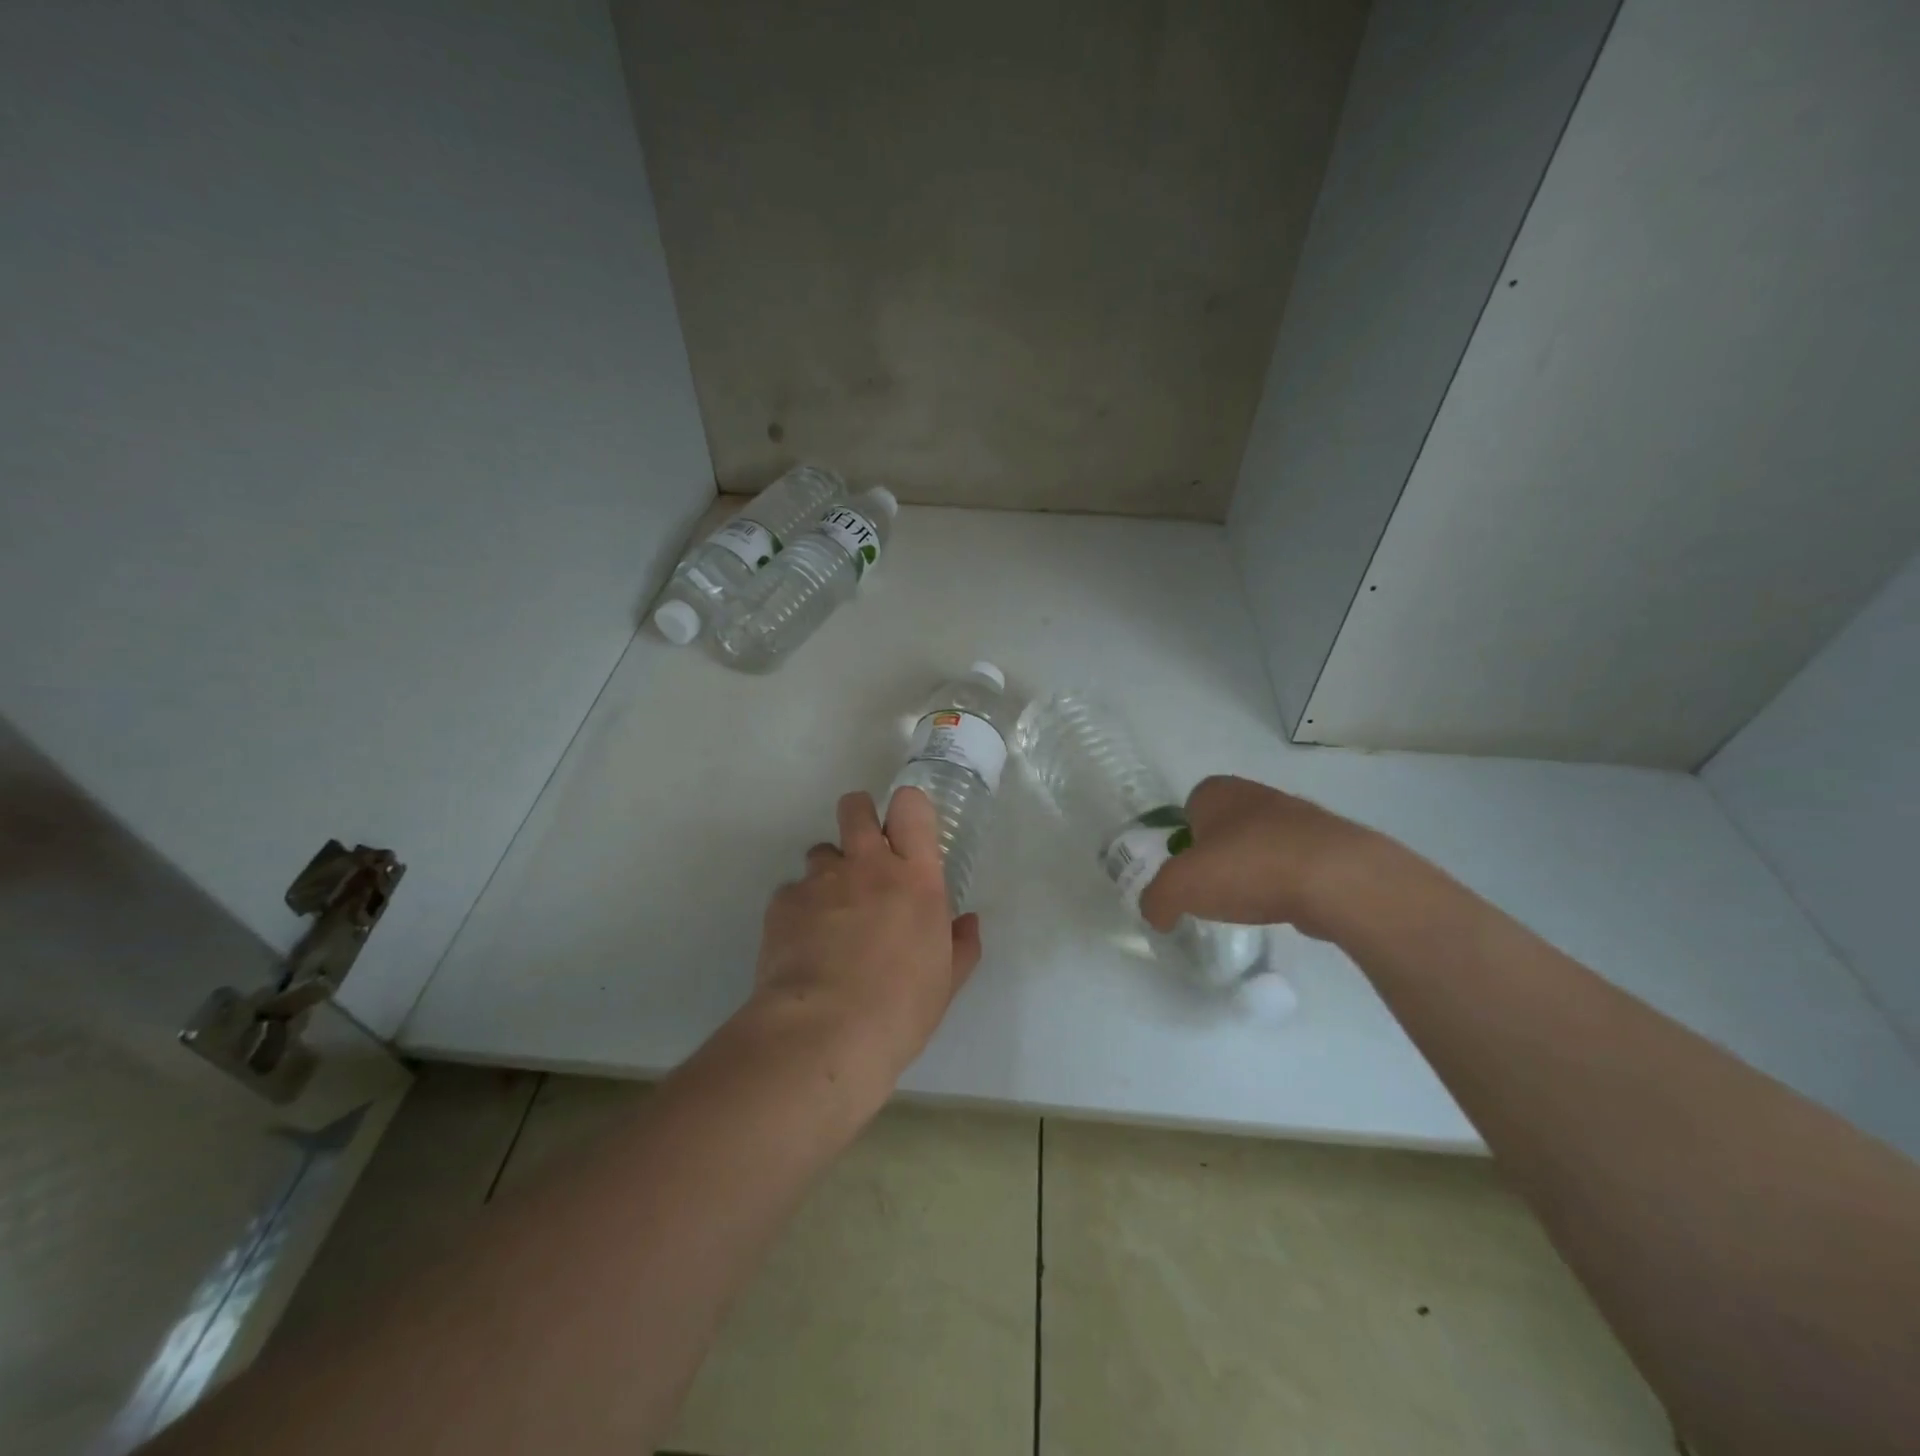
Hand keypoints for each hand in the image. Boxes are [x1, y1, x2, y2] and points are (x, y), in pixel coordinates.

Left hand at [751, 787, 981, 1085]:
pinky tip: (801, 946)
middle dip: (859, 818)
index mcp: (915, 878)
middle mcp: (867, 865)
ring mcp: (821, 880)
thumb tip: (968, 922)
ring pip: (821, 851)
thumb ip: (961, 945)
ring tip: (829, 915)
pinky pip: (792, 891)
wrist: (824, 1034)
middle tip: (862, 854)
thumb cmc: (900, 1009)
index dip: (906, 808)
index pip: (911, 807)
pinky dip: (798, 909)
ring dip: (828, 873)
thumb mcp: (945, 982)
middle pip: (856, 808)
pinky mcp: (783, 901)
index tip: (904, 830)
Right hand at [1138, 775, 1385, 940]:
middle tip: (1212, 890)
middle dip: (1218, 855)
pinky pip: (1294, 864)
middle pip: (1225, 826)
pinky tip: (1284, 906)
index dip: (1183, 839)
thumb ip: (1156, 900)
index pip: (1189, 808)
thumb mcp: (1179, 887)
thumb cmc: (1247, 867)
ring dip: (1254, 870)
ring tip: (1249, 904)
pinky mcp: (1331, 846)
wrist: (1337, 878)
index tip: (1186, 871)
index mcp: (1217, 791)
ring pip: (1262, 844)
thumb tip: (1157, 914)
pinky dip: (1285, 884)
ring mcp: (1299, 817)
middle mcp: (1256, 794)